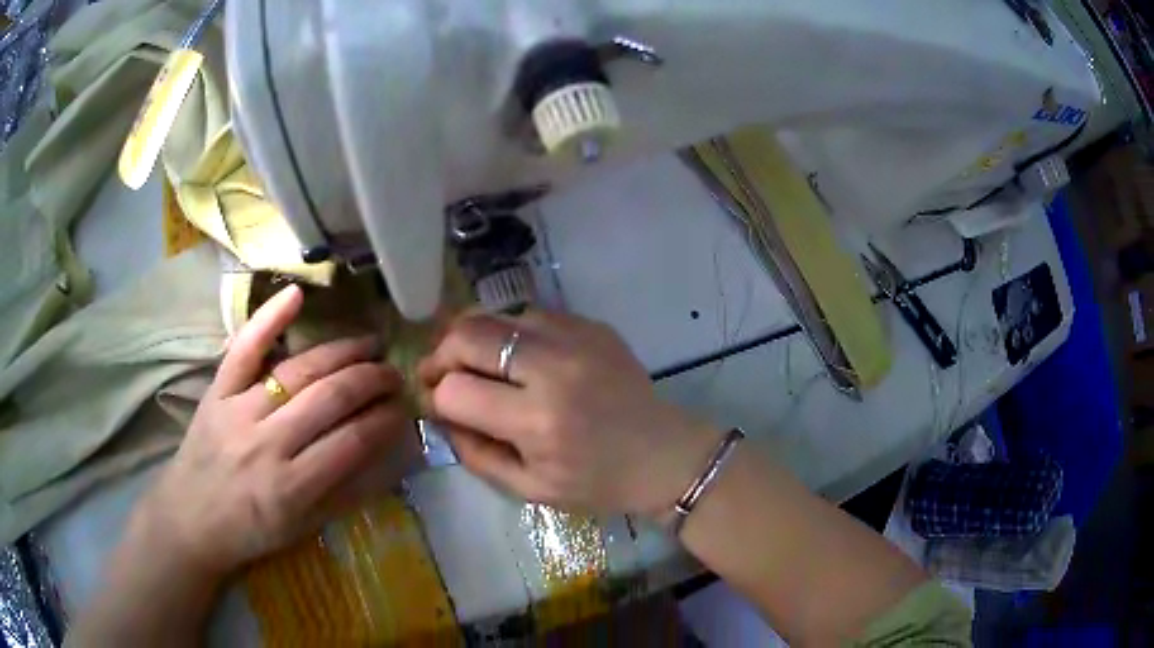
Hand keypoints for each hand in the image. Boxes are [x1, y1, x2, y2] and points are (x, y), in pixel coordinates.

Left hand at [132, 285, 414, 578]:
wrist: (190, 521)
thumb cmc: (251, 531)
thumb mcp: (303, 529)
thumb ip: (344, 493)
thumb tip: (387, 456)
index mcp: (293, 487)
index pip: (353, 441)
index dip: (386, 420)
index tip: (405, 407)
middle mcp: (268, 444)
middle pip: (330, 398)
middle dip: (372, 380)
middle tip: (394, 373)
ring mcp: (239, 411)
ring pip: (298, 371)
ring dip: (341, 353)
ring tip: (369, 345)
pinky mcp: (217, 392)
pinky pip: (244, 350)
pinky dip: (268, 319)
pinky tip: (296, 295)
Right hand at [418, 310, 721, 516]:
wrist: (664, 455)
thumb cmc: (597, 483)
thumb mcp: (530, 488)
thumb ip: (475, 453)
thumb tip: (439, 413)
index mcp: (538, 421)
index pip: (455, 391)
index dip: (435, 399)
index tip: (436, 406)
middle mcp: (553, 369)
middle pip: (467, 335)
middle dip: (440, 355)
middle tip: (439, 373)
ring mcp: (575, 338)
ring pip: (494, 315)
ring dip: (472, 338)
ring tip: (472, 362)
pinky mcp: (591, 325)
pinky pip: (529, 315)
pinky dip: (508, 333)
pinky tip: (514, 357)